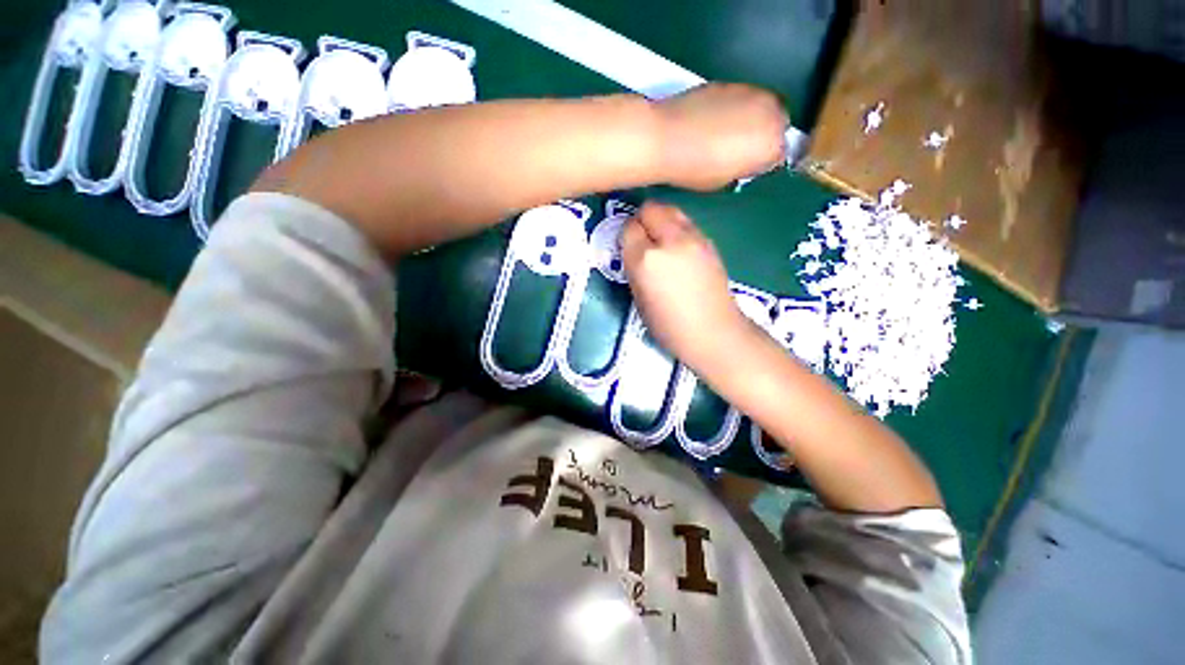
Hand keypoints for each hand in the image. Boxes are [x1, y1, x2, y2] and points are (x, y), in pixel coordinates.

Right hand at [622, 202, 748, 369]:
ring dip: (661, 220)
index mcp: (646, 259)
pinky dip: (678, 229)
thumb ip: (634, 268)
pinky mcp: (709, 243)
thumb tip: (634, 251)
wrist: (713, 332)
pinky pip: (687, 224)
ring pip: (671, 211)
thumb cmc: (669, 325)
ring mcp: (694, 239)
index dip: (626, 235)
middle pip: (651, 209)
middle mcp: (670, 241)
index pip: (629, 227)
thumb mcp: (639, 299)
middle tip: (642, 238)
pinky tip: (679, 250)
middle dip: (642, 219)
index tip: (627, 246)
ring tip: (660, 241)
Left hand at [655, 83, 787, 190]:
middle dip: (764, 135)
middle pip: (778, 123)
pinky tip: (714, 120)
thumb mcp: (725, 181)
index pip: (781, 153)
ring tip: (726, 134)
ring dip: (751, 119)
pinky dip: (735, 108)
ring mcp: (751, 91)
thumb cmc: (696, 168)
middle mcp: (771, 110)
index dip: (763, 163)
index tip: (747, 169)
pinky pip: (742, 98)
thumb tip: (745, 162)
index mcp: (772, 142)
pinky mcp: (730, 82)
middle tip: (740, 150)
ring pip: (762, 107)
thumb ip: (744, 169)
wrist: (667, 137)